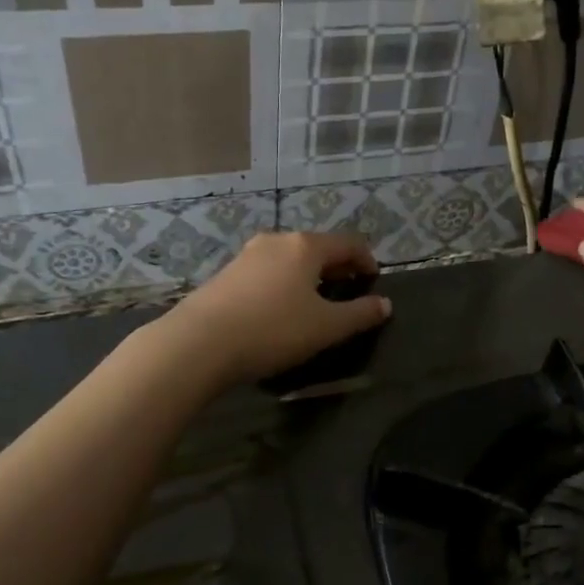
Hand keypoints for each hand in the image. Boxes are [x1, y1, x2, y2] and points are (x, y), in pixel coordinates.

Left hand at [161, 231, 391, 384]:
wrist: (198, 343)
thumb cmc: (272, 330)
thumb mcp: (325, 327)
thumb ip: (359, 314)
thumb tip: (385, 304)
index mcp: (305, 246)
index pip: (349, 243)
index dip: (367, 260)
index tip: (374, 282)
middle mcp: (277, 241)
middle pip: (318, 247)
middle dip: (338, 268)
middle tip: (348, 293)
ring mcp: (247, 255)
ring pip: (291, 259)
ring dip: (310, 276)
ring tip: (315, 303)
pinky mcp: (226, 274)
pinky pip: (268, 272)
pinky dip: (285, 284)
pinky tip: (280, 311)